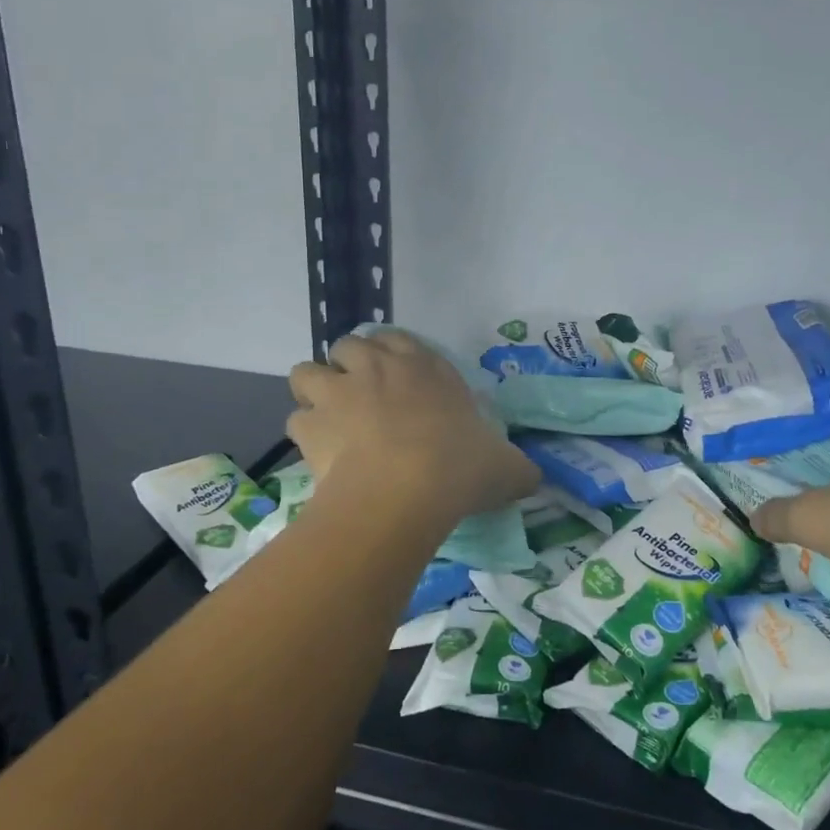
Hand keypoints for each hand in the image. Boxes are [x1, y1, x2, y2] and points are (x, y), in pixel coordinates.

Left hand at [287, 330, 538, 521]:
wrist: (404, 490)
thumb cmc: (459, 466)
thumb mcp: (506, 467)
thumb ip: (518, 467)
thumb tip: (533, 478)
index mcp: (425, 367)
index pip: (399, 339)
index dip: (392, 355)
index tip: (396, 378)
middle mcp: (378, 367)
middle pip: (348, 345)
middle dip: (349, 366)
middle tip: (360, 397)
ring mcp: (339, 392)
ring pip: (307, 371)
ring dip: (315, 390)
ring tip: (328, 418)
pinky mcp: (311, 424)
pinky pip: (296, 419)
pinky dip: (305, 433)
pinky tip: (319, 454)